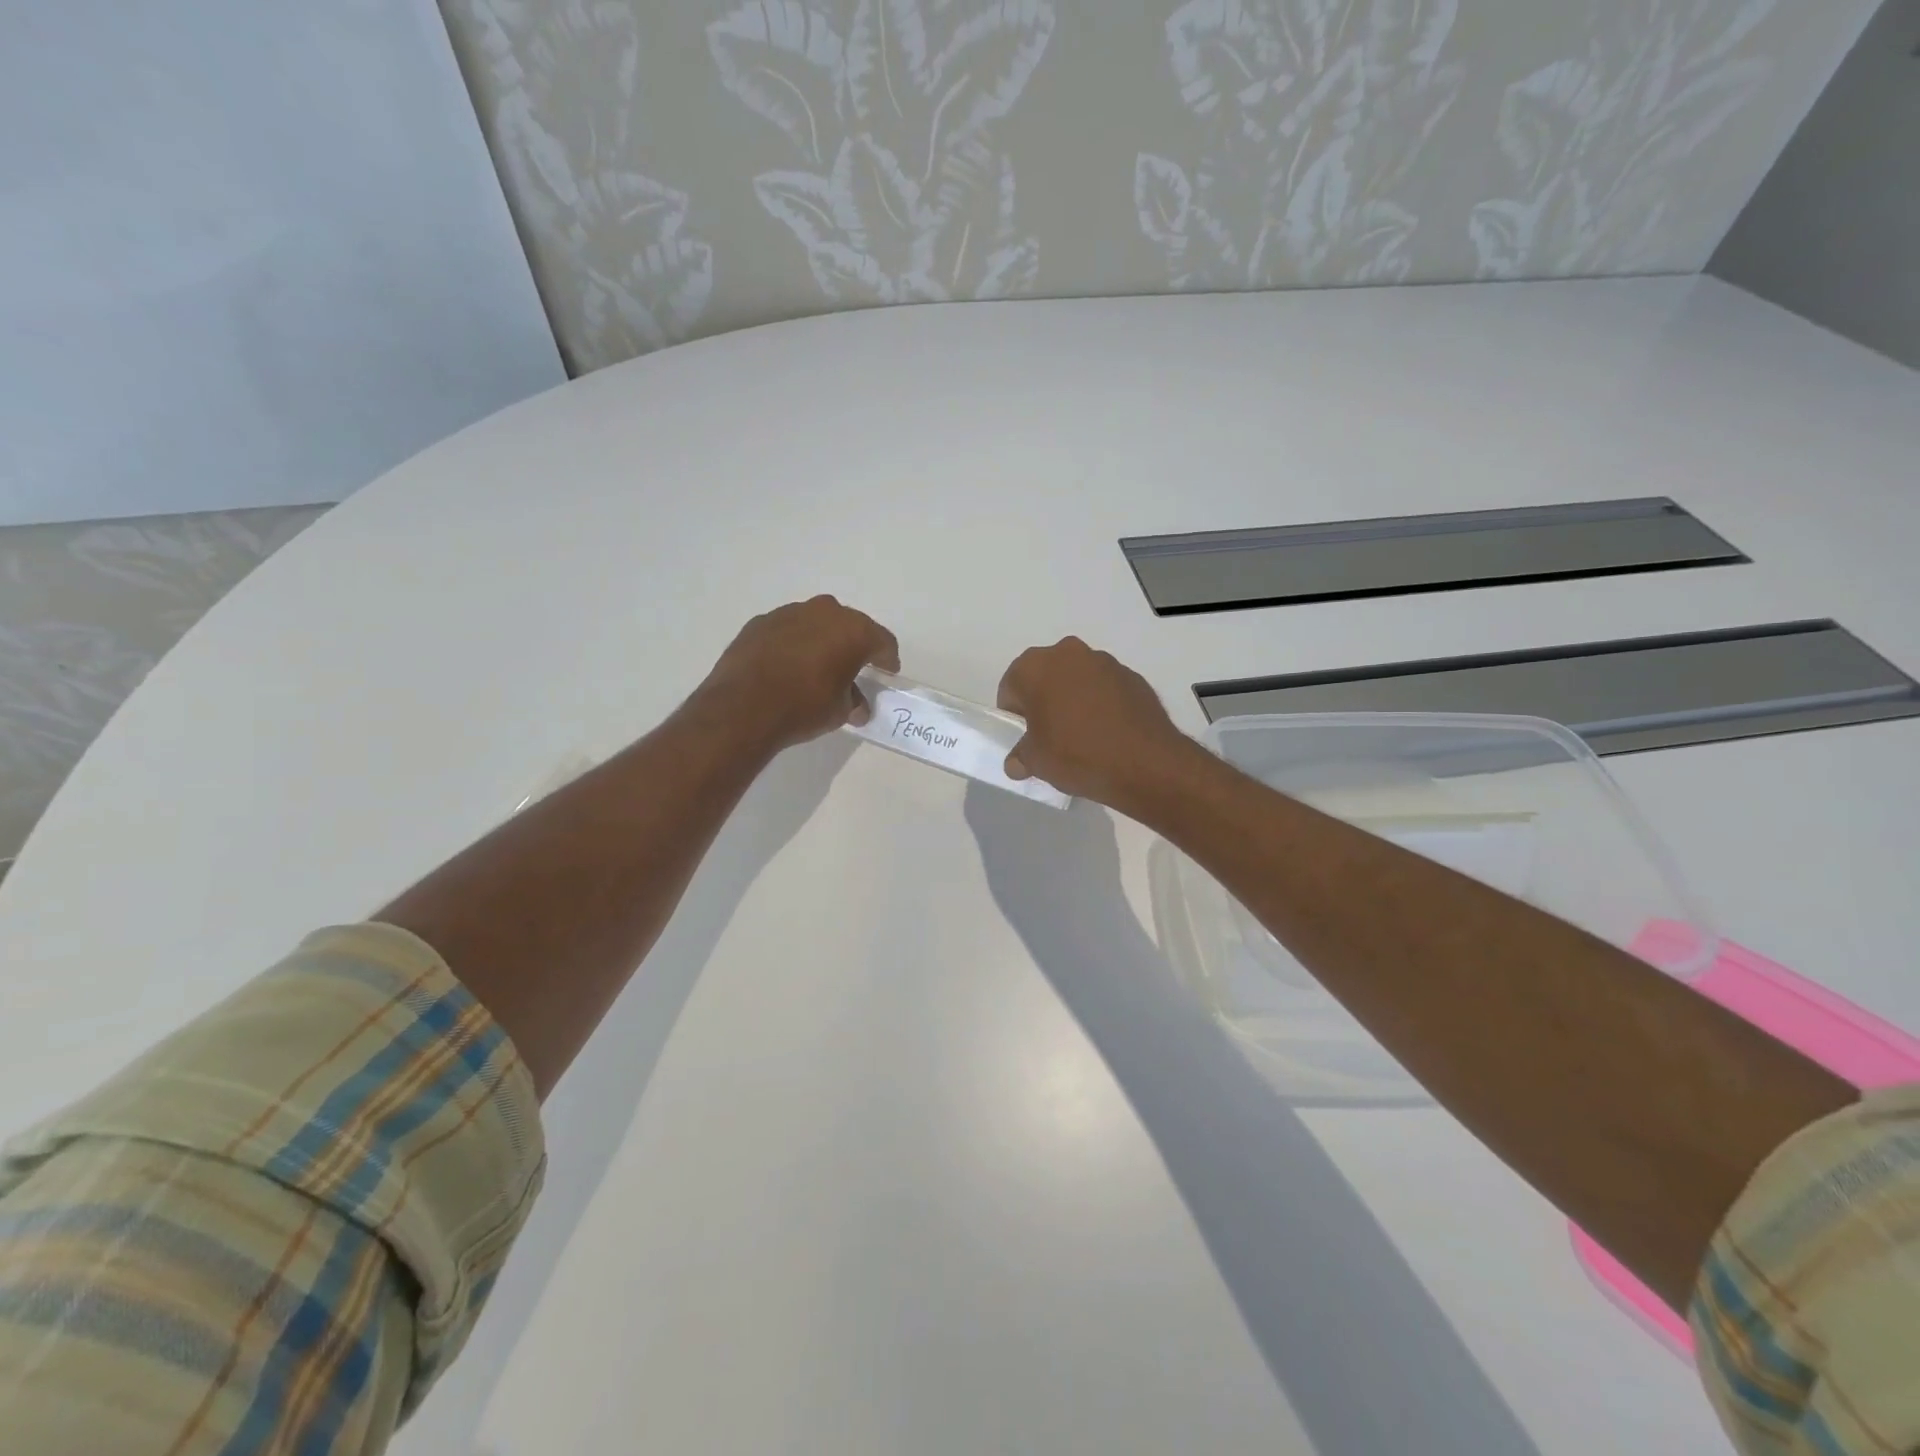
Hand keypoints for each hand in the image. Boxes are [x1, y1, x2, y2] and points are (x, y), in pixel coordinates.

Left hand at [696, 596, 898, 752]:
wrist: (743, 707)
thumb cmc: (804, 707)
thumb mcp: (839, 711)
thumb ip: (853, 702)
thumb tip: (857, 707)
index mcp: (853, 631)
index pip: (882, 641)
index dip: (887, 658)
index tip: (888, 671)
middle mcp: (824, 612)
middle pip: (849, 625)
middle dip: (854, 644)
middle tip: (855, 665)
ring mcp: (789, 613)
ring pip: (816, 623)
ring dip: (821, 640)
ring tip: (818, 665)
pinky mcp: (760, 622)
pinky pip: (787, 630)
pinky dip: (793, 643)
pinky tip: (787, 665)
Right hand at [996, 637, 1197, 808]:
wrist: (1144, 762)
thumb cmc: (1075, 754)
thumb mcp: (1036, 762)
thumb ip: (1020, 756)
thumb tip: (1017, 762)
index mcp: (1034, 667)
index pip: (1011, 687)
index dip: (1015, 715)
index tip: (1026, 737)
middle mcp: (1068, 653)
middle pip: (1045, 677)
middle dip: (1044, 700)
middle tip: (1051, 734)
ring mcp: (1104, 662)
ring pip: (1077, 679)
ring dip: (1074, 699)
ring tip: (1083, 735)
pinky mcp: (1132, 676)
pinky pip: (1105, 688)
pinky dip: (1102, 704)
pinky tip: (1108, 733)